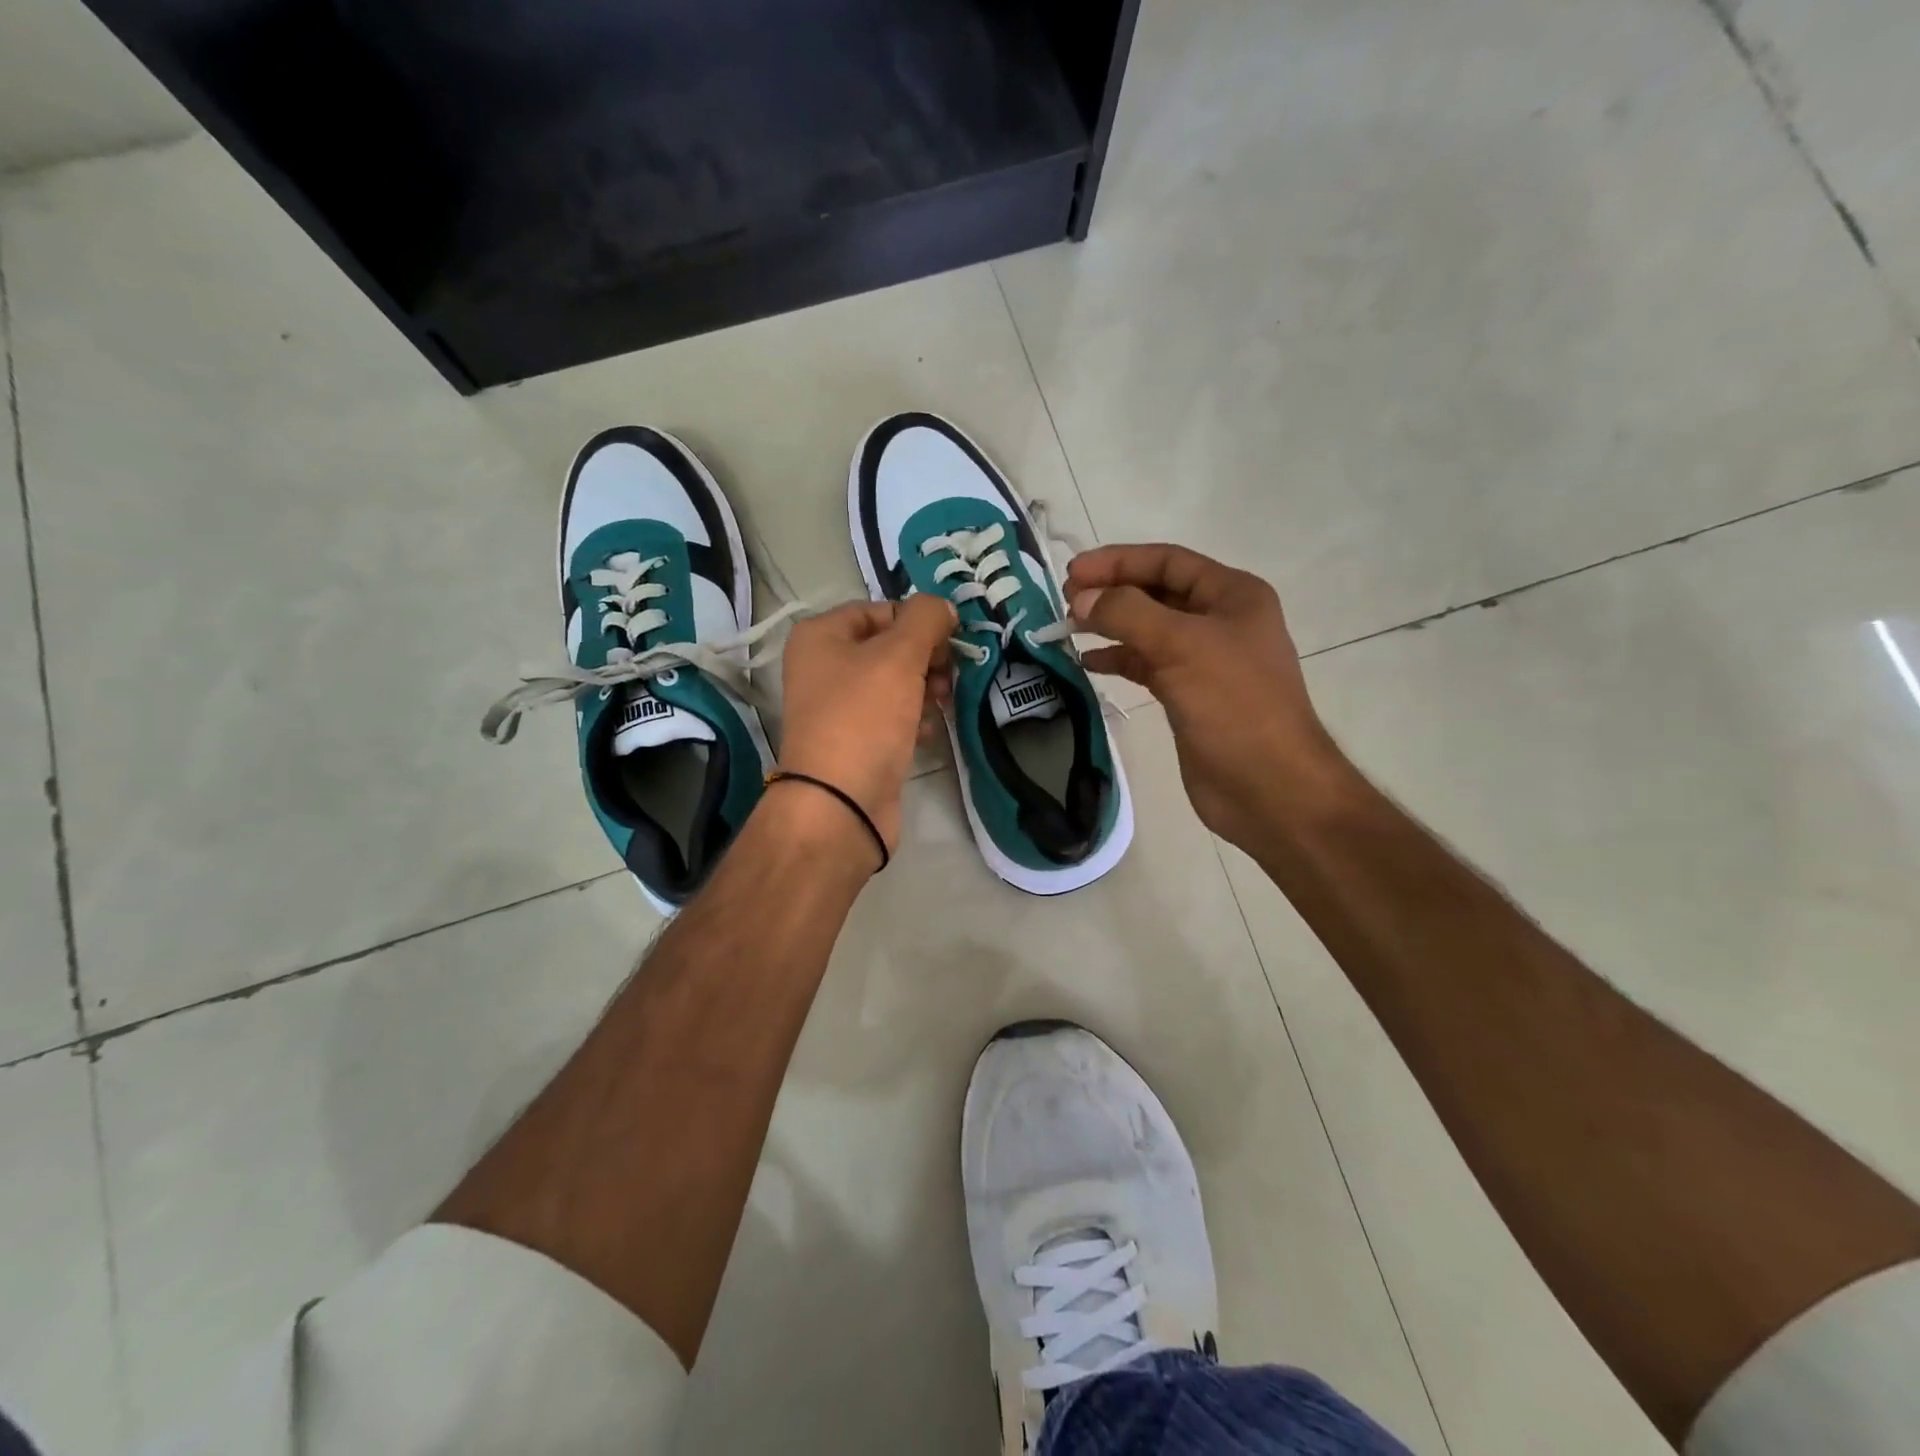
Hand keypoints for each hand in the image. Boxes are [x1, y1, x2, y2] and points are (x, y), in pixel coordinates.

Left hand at [776, 596, 956, 852]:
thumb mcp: (899, 655)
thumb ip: (926, 619)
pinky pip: (892, 717)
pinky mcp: (855, 741)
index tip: (949, 643)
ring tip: (941, 706)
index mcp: (821, 635)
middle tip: (947, 678)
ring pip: (894, 684)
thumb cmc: (864, 717)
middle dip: (926, 660)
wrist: (841, 803)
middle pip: (889, 647)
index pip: (881, 610)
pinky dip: (913, 720)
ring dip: (924, 690)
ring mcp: (838, 707)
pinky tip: (927, 733)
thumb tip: (943, 607)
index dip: (918, 623)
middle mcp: (823, 666)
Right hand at [1065, 544, 1347, 848]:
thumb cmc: (1234, 705)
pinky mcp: (1189, 695)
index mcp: (1233, 595)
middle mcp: (1220, 621)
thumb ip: (1127, 614)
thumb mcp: (1181, 646)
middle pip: (1156, 592)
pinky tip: (1088, 662)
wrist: (1268, 786)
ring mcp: (1205, 660)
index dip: (1119, 561)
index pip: (1168, 562)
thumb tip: (1081, 598)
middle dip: (1112, 592)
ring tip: (1068, 627)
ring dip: (1110, 625)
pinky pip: (1147, 665)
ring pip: (1148, 630)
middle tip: (1066, 600)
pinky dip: (1118, 659)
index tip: (1073, 571)